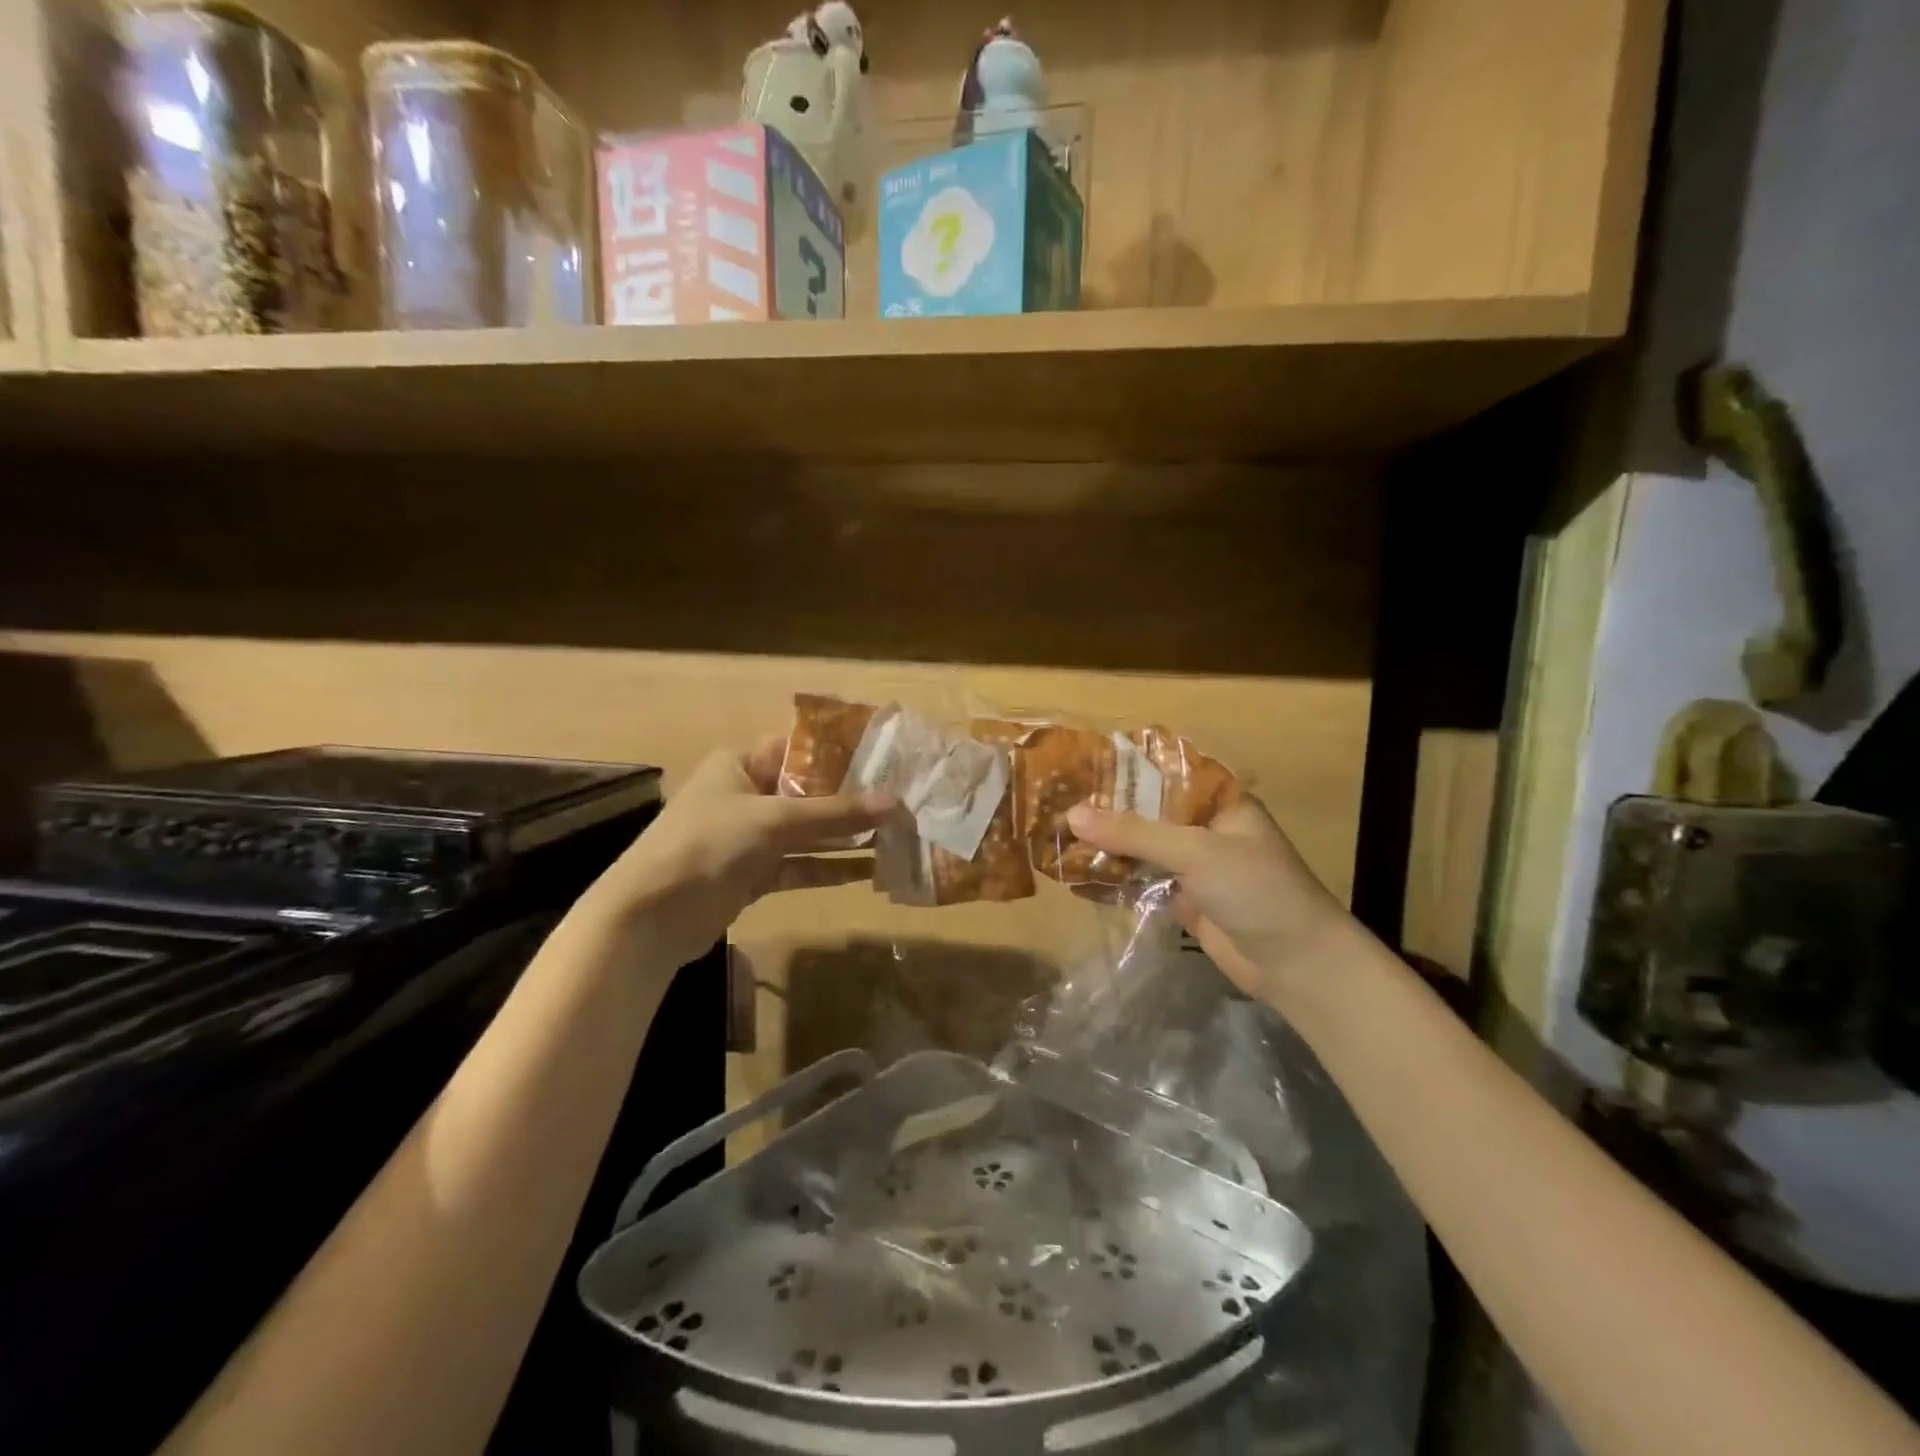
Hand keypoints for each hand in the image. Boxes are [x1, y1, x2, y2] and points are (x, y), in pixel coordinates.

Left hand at [585, 737, 894, 969]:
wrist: (650, 917)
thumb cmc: (708, 845)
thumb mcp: (773, 820)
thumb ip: (834, 813)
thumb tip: (895, 804)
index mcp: (739, 765)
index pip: (798, 751)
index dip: (840, 755)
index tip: (886, 761)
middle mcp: (746, 796)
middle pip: (808, 793)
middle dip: (852, 800)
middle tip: (901, 802)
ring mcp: (749, 838)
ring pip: (807, 833)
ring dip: (845, 837)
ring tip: (895, 836)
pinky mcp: (753, 875)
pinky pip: (799, 865)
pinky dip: (829, 868)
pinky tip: (867, 870)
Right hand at [1066, 795, 1352, 1007]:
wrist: (1297, 964)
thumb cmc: (1256, 890)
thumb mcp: (1196, 852)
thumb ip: (1135, 833)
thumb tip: (1073, 815)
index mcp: (1217, 800)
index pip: (1162, 773)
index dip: (1121, 770)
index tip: (1076, 765)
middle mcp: (1203, 826)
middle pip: (1145, 812)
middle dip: (1104, 811)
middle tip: (1053, 802)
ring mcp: (1193, 865)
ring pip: (1140, 847)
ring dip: (1104, 846)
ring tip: (1054, 835)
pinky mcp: (1183, 899)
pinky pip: (1140, 881)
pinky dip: (1112, 879)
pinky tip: (1075, 876)